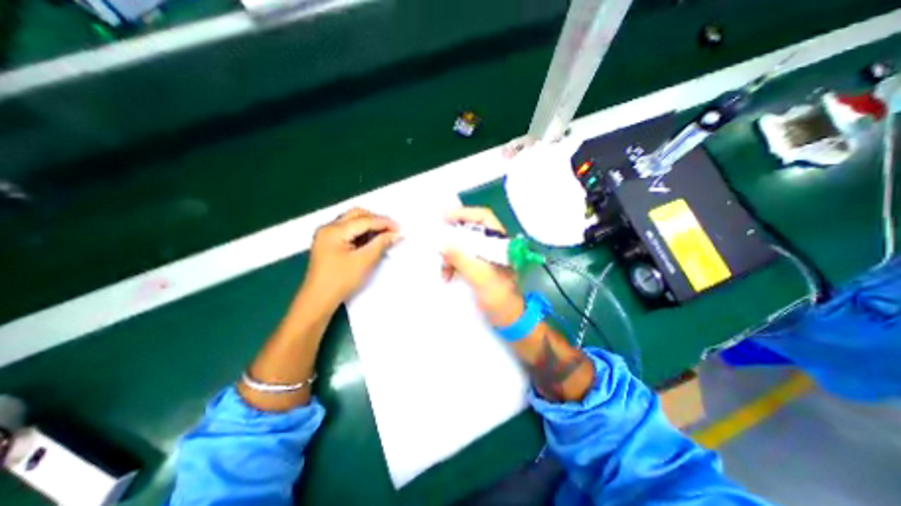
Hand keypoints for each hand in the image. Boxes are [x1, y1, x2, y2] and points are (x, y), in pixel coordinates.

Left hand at [303, 208, 398, 308]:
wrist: (318, 300)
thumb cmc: (341, 281)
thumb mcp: (364, 261)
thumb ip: (381, 244)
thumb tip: (397, 234)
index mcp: (334, 230)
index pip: (364, 220)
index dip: (384, 223)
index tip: (400, 228)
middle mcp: (328, 228)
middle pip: (356, 215)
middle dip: (376, 220)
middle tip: (392, 230)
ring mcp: (327, 235)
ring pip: (352, 221)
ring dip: (369, 225)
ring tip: (384, 235)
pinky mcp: (329, 243)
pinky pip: (348, 231)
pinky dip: (362, 233)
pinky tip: (372, 240)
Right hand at [442, 207, 524, 326]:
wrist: (508, 320)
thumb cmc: (500, 299)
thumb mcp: (480, 277)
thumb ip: (462, 259)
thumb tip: (442, 243)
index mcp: (500, 244)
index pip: (484, 218)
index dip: (465, 214)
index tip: (444, 218)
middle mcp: (493, 246)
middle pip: (471, 230)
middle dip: (453, 236)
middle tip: (438, 242)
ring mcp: (486, 257)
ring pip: (464, 245)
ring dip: (451, 254)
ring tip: (444, 270)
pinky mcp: (479, 267)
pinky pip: (462, 258)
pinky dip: (453, 264)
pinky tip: (447, 275)